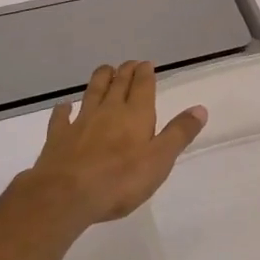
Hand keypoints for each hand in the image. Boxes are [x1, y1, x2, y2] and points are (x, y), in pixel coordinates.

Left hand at [25, 61, 205, 227]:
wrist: (66, 195)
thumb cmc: (120, 180)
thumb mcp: (160, 160)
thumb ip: (179, 133)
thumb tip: (200, 109)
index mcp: (135, 114)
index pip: (142, 85)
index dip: (145, 73)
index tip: (146, 64)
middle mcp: (108, 110)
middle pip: (117, 83)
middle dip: (125, 71)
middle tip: (129, 64)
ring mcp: (81, 121)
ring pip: (92, 92)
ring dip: (100, 79)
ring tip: (105, 70)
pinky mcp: (58, 137)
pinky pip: (61, 117)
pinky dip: (64, 109)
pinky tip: (64, 106)